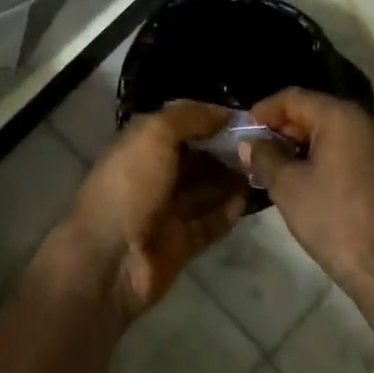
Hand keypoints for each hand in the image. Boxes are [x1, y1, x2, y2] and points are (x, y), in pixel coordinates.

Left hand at [56, 101, 247, 318]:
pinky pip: (210, 222)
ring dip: (231, 178)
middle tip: (262, 142)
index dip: (209, 117)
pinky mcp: (181, 243)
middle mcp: (153, 174)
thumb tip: (223, 113)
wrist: (110, 259)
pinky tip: (250, 199)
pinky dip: (228, 211)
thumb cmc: (130, 186)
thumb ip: (188, 118)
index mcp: (140, 145)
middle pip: (196, 156)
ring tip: (264, 166)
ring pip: (206, 189)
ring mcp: (167, 211)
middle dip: (225, 148)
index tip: (246, 116)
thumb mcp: (153, 135)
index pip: (179, 123)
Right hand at [241, 89, 373, 311]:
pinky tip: (310, 179)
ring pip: (336, 132)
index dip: (263, 111)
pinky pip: (353, 149)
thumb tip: (249, 143)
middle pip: (316, 111)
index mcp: (344, 116)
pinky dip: (328, 156)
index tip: (243, 132)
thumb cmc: (336, 221)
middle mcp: (370, 121)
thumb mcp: (288, 187)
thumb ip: (264, 157)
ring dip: (305, 144)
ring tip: (277, 167)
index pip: (294, 98)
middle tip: (256, 152)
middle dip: (283, 129)